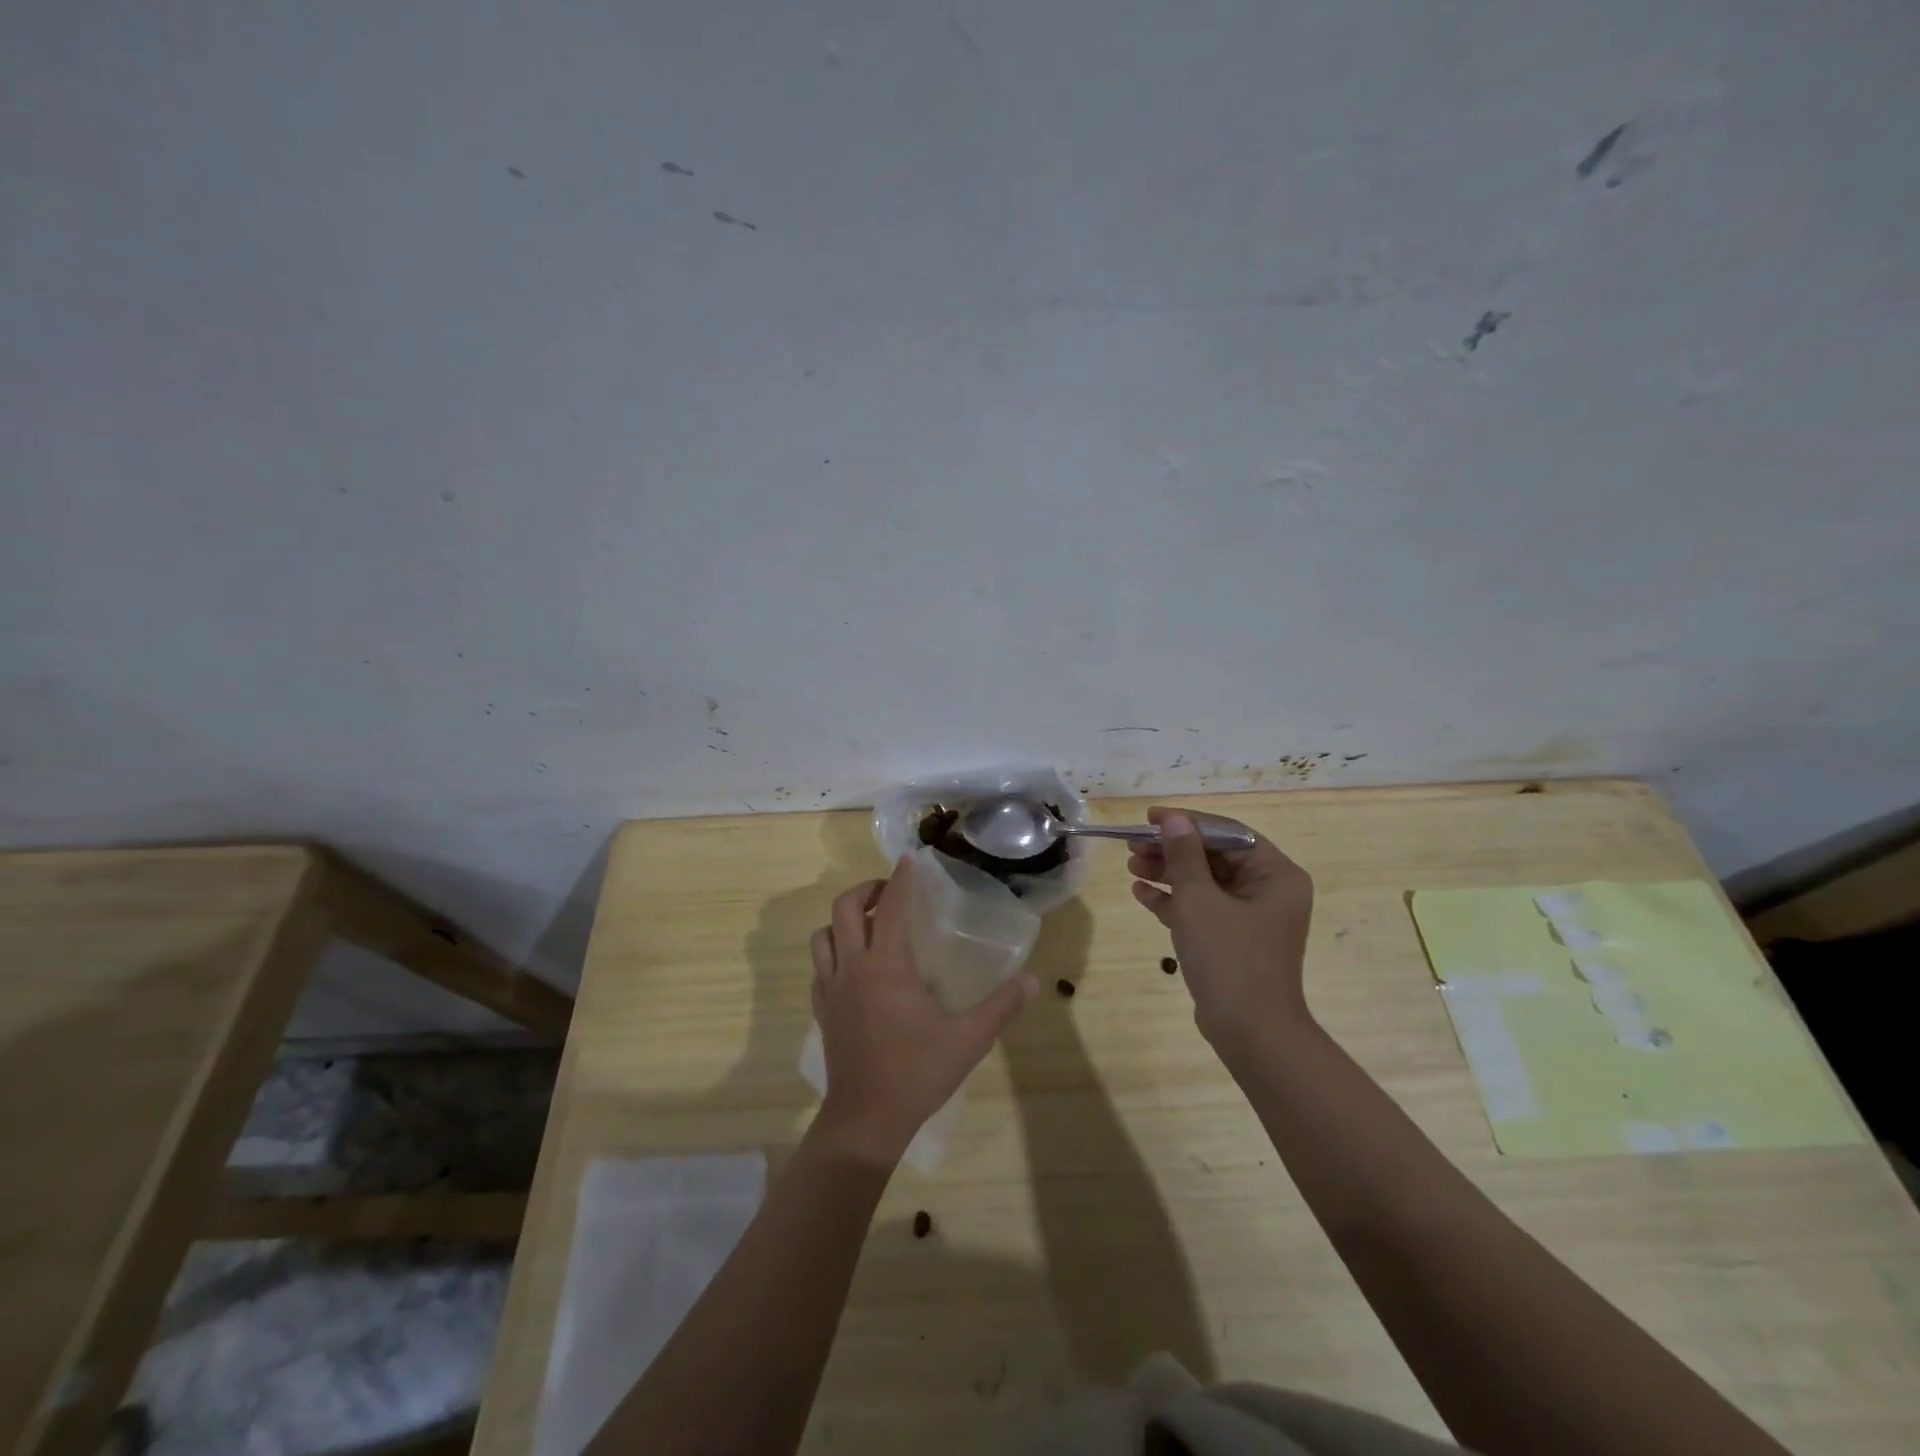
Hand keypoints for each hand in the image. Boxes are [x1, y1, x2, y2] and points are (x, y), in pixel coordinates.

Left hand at [809, 858, 1038, 1166]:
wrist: (866, 1120)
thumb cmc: (917, 1073)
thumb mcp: (968, 1039)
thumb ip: (1002, 1006)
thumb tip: (1033, 980)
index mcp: (887, 967)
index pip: (890, 907)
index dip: (900, 879)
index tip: (909, 860)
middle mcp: (853, 968)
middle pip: (844, 909)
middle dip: (865, 890)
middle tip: (888, 892)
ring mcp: (831, 989)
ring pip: (823, 935)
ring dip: (843, 920)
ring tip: (868, 924)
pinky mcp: (822, 1011)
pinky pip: (819, 967)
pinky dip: (833, 953)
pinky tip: (853, 966)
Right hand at [1127, 807, 1314, 1057]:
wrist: (1250, 1033)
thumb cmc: (1229, 957)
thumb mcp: (1199, 900)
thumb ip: (1184, 855)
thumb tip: (1173, 820)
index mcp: (1275, 875)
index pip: (1228, 833)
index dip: (1187, 822)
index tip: (1149, 818)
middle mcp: (1269, 891)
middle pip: (1214, 857)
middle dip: (1172, 850)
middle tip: (1133, 844)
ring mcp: (1250, 918)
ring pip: (1205, 883)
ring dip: (1168, 873)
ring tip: (1131, 866)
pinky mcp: (1233, 941)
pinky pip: (1202, 909)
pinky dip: (1174, 900)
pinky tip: (1141, 892)